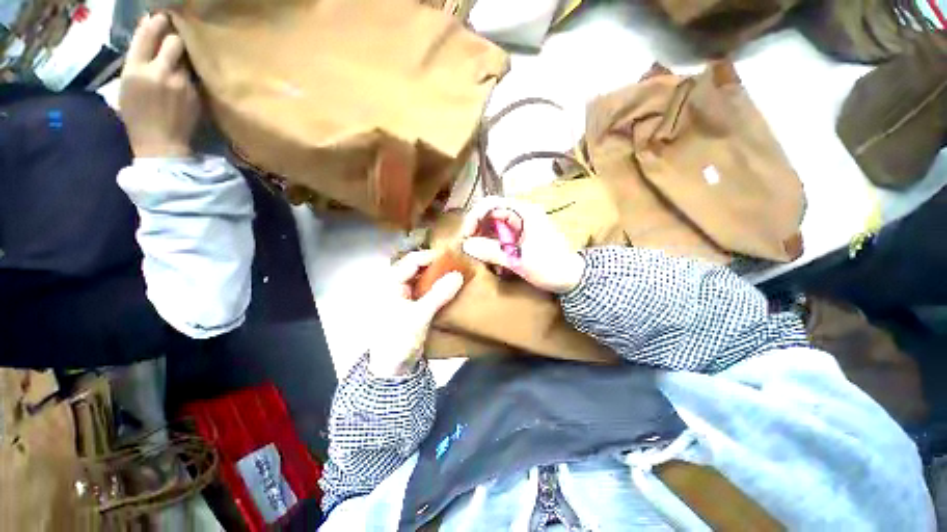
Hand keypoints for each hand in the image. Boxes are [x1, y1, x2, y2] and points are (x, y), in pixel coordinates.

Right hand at [118, 13, 199, 157]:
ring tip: (179, 65)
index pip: (147, 35)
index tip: (163, 17)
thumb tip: (147, 32)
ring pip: (187, 59)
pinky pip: (194, 76)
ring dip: (183, 59)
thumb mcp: (126, 85)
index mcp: (135, 69)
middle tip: (174, 41)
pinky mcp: (196, 94)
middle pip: (174, 41)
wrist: (161, 143)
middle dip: (175, 38)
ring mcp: (180, 83)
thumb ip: (137, 59)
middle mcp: (159, 72)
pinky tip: (185, 83)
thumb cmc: (137, 115)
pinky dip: (190, 75)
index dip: (156, 23)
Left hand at [368, 251, 464, 377]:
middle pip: (417, 267)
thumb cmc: (398, 339)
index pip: (412, 261)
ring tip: (456, 273)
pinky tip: (450, 287)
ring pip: (423, 277)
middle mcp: (396, 285)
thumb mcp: (419, 316)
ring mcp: (405, 295)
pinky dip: (438, 286)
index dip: (431, 256)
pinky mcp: (413, 304)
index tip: (452, 257)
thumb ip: (438, 295)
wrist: (392, 368)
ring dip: (438, 275)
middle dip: (436, 264)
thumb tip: (458, 276)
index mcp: (390, 283)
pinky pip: (427, 289)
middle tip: (456, 264)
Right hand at [461, 197, 584, 293]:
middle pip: (490, 215)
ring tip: (484, 260)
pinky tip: (497, 266)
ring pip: (494, 228)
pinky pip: (501, 239)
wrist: (573, 279)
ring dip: (486, 243)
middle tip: (470, 249)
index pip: (491, 204)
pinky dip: (495, 250)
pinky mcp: (521, 238)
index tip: (466, 236)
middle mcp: (521, 215)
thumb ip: (492, 251)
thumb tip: (465, 245)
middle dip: (478, 232)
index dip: (474, 217)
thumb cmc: (550, 266)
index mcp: (523, 212)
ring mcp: (521, 227)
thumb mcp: (519, 259)